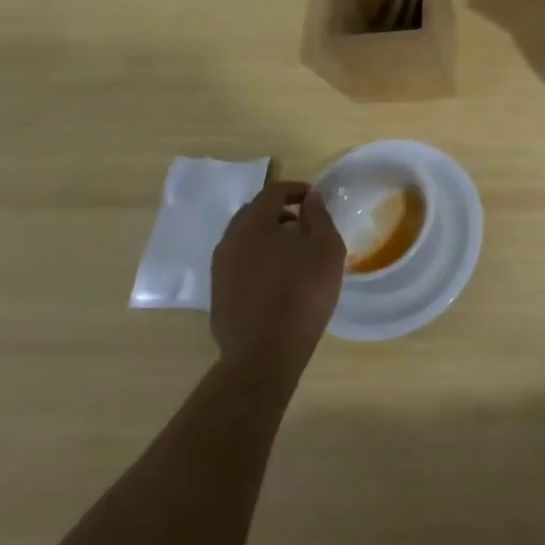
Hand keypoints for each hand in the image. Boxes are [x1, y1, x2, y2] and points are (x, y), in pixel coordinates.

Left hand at [210, 178, 344, 391]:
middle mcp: (230, 240)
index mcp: (254, 223)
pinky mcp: (219, 294)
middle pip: (254, 213)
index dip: (297, 190)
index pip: (273, 191)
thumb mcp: (326, 248)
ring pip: (245, 240)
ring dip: (268, 237)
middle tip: (305, 224)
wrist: (264, 354)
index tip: (316, 199)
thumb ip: (318, 216)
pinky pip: (240, 264)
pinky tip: (278, 280)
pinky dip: (258, 260)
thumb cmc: (302, 293)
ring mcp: (220, 269)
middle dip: (280, 212)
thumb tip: (310, 198)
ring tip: (293, 253)